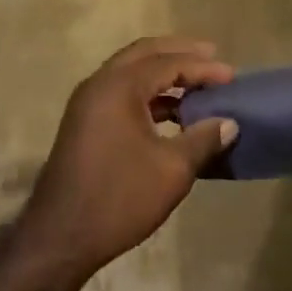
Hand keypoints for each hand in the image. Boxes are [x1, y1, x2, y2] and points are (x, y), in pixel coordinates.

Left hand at [20, 37, 237, 277]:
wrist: (60, 238)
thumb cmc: (119, 198)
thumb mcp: (172, 170)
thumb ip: (203, 139)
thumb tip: (229, 123)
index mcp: (119, 87)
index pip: (168, 63)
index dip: (202, 67)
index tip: (231, 75)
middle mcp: (99, 84)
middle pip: (144, 53)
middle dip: (179, 52)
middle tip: (211, 55)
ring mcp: (87, 103)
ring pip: (130, 71)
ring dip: (162, 72)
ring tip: (196, 84)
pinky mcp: (84, 123)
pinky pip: (121, 92)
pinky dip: (148, 93)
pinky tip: (172, 112)